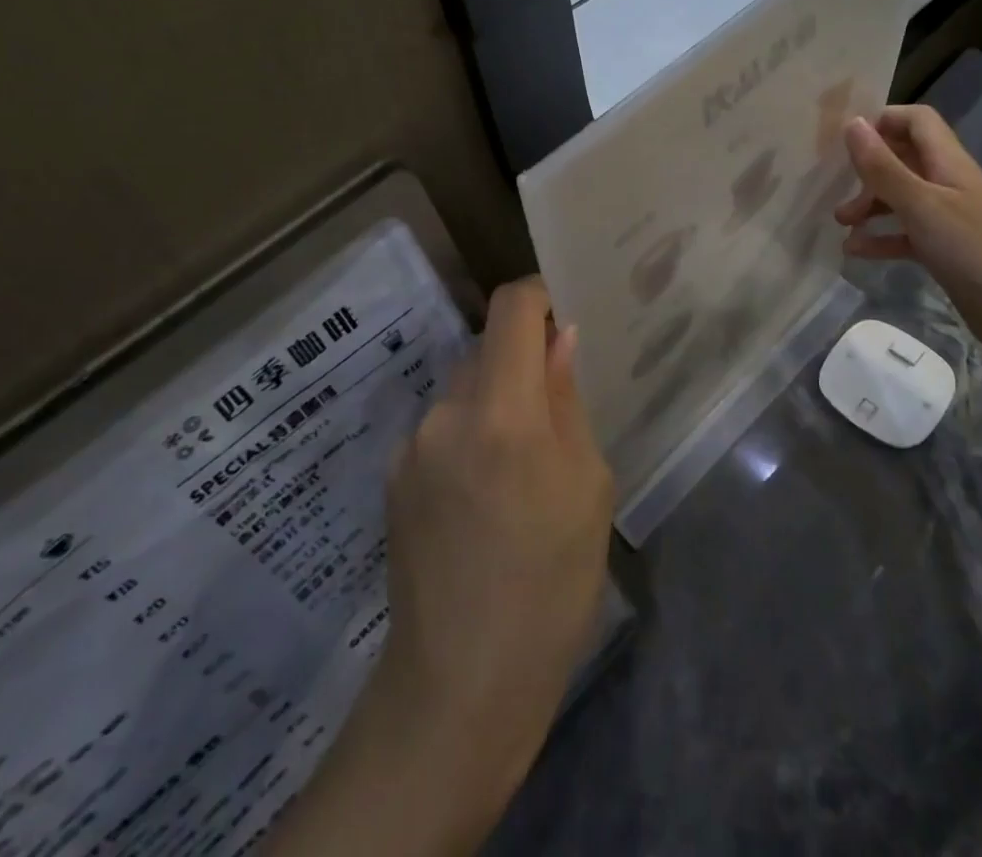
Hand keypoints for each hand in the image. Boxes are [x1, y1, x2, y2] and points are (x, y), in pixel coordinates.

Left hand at [336, 278, 614, 846]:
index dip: (539, 295)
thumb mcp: (587, 488)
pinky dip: (471, 436)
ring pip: (465, 390)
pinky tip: (486, 498)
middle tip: (558, 409)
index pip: (510, 308)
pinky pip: (443, 428)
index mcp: (501, 411)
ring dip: (497, 403)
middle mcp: (445, 412)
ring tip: (523, 469)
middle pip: (487, 349)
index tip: (564, 313)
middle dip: (524, 362)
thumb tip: (560, 339)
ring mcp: (411, 445)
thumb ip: (567, 401)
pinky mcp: (394, 476)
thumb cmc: (550, 586)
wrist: (460, 687)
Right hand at [834, 106, 981, 357]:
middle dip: (868, 170)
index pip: (917, 121)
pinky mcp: (944, 249)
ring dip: (869, 205)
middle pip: (903, 159)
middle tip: (838, 189)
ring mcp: (947, 218)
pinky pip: (905, 233)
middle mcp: (947, 183)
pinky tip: (855, 250)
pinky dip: (881, 238)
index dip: (884, 120)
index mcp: (947, 162)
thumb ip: (884, 166)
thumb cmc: (972, 247)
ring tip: (841, 223)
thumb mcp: (921, 203)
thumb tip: (852, 123)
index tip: (849, 139)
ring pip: (901, 198)